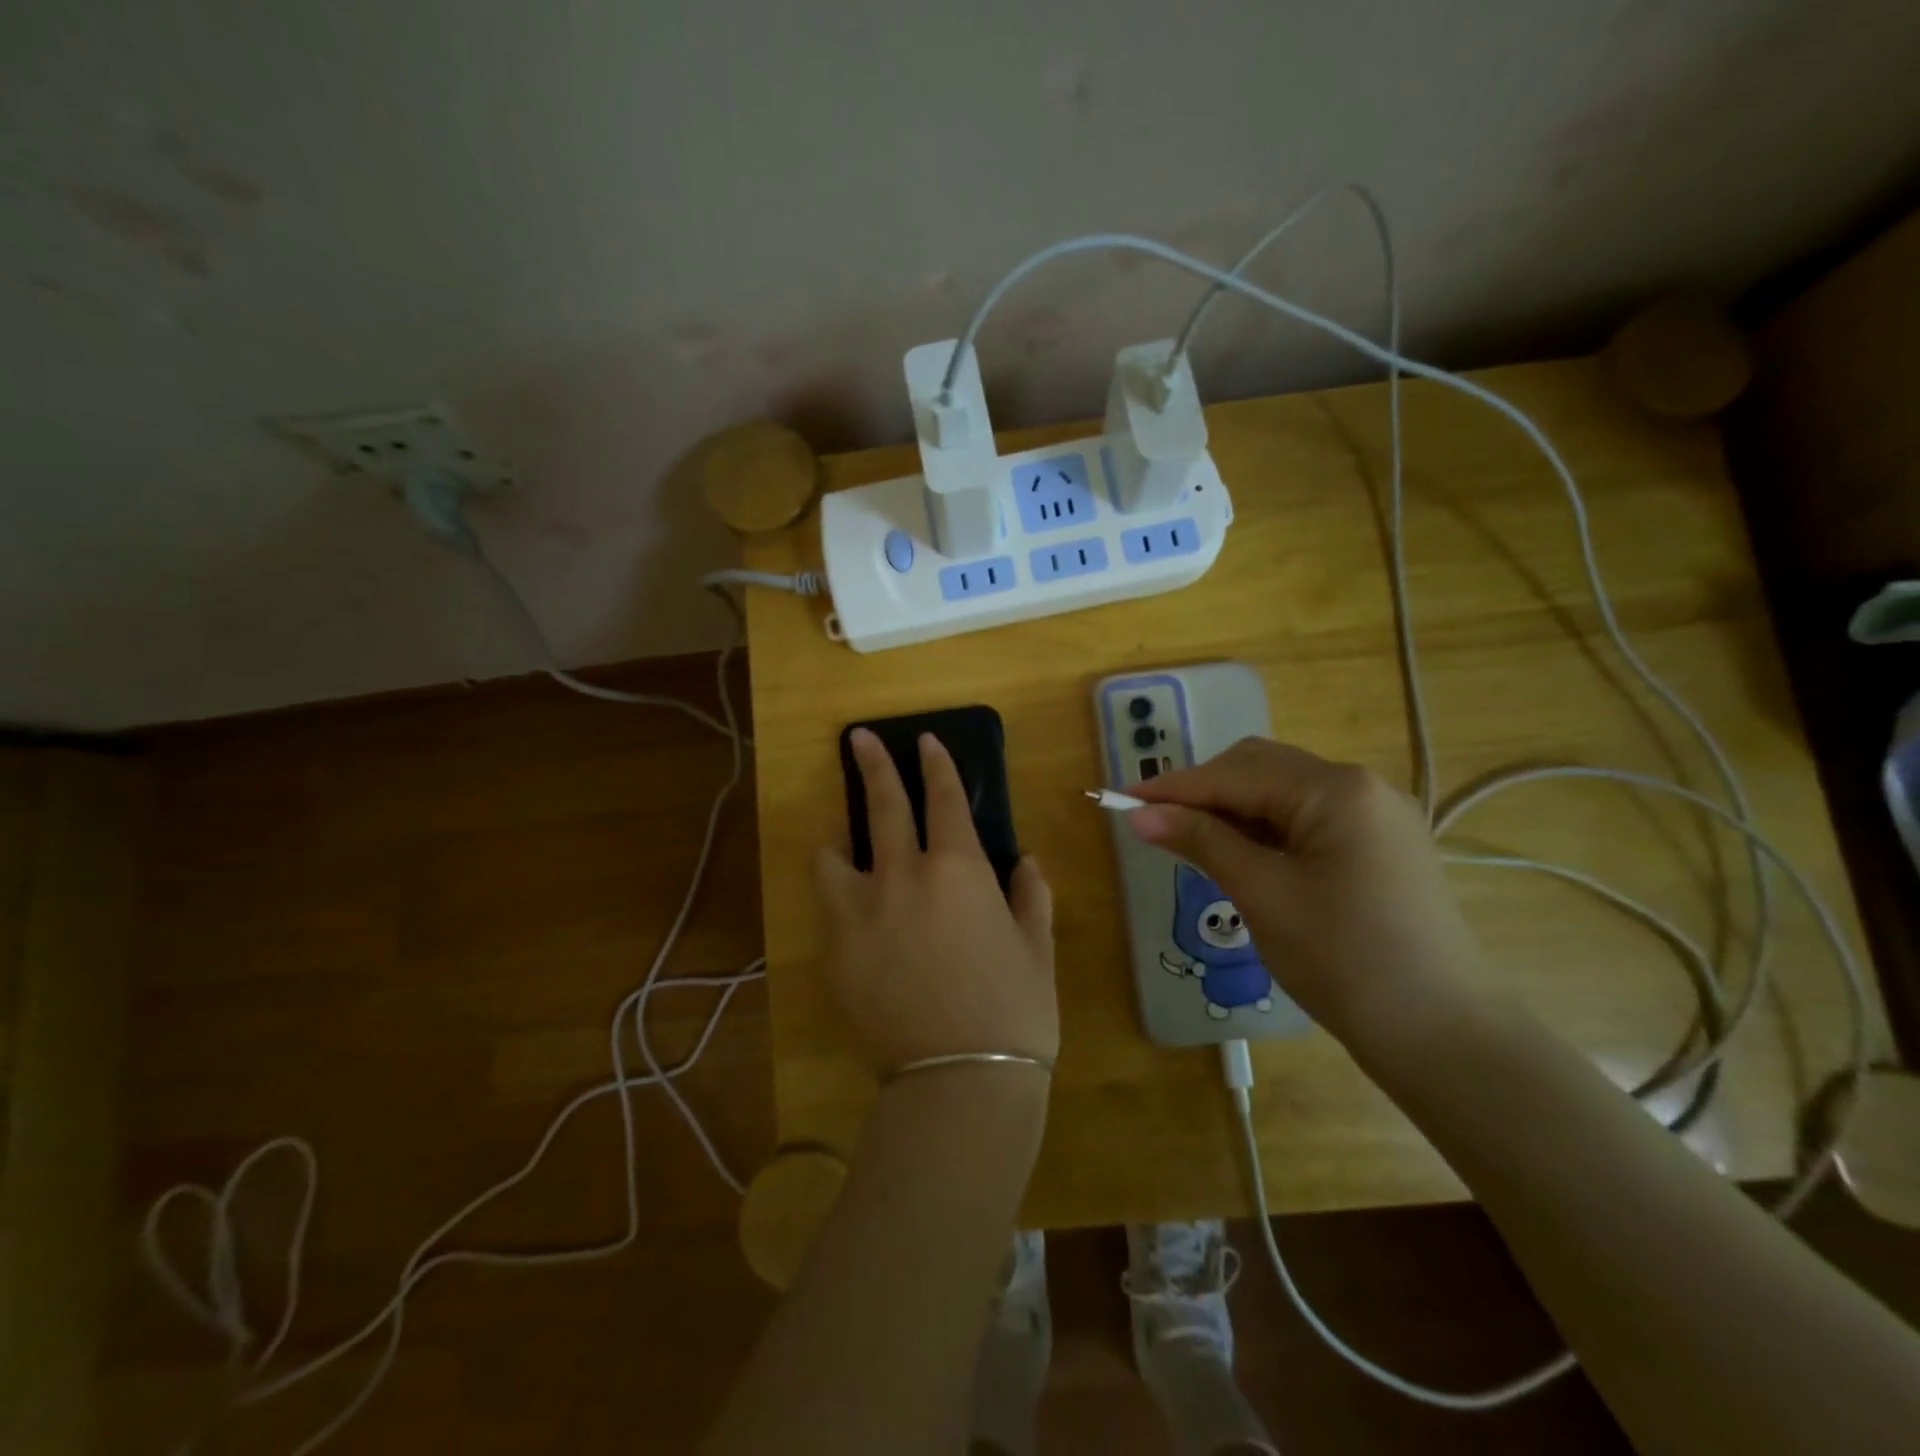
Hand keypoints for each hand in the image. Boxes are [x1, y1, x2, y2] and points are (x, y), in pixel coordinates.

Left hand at [815, 729, 1056, 1075]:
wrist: (959, 1082)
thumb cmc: (1014, 1010)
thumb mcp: (1036, 948)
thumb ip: (1030, 894)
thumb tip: (1024, 862)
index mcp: (956, 870)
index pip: (943, 798)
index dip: (935, 764)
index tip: (924, 740)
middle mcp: (900, 877)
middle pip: (881, 806)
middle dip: (872, 765)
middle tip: (857, 738)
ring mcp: (858, 914)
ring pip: (832, 856)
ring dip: (839, 843)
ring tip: (844, 848)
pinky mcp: (833, 953)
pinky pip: (830, 910)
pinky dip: (841, 900)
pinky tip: (857, 919)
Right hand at [1128, 737, 1479, 1045]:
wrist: (1441, 1034)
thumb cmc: (1343, 959)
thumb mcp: (1262, 895)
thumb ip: (1201, 841)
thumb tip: (1140, 815)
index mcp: (1336, 790)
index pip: (1234, 775)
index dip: (1172, 787)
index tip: (1118, 799)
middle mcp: (1360, 786)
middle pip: (1260, 768)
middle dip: (1203, 790)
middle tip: (1154, 822)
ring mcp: (1375, 814)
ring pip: (1282, 792)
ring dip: (1231, 809)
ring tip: (1187, 838)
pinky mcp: (1379, 844)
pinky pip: (1305, 818)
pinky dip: (1263, 828)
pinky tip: (1237, 851)